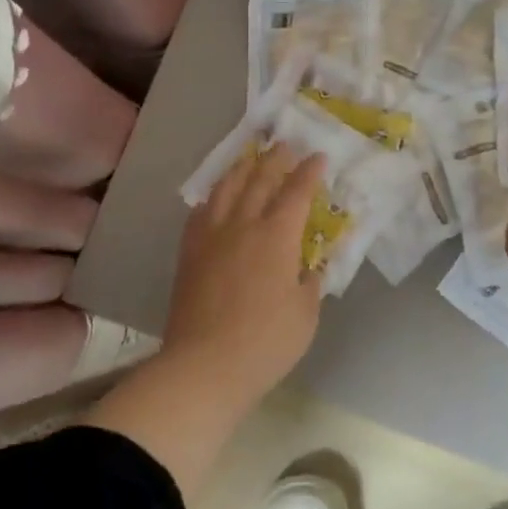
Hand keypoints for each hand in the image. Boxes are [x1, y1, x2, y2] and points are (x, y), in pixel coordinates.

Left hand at [163, 144, 326, 391]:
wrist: (204, 364)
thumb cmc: (265, 342)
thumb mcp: (305, 315)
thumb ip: (310, 284)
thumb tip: (310, 268)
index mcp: (277, 236)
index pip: (296, 192)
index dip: (309, 171)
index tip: (318, 156)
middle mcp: (243, 224)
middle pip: (259, 180)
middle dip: (275, 159)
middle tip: (285, 144)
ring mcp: (211, 235)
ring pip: (226, 188)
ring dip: (242, 169)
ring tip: (250, 159)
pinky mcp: (189, 251)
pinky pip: (201, 212)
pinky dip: (213, 197)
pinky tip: (215, 198)